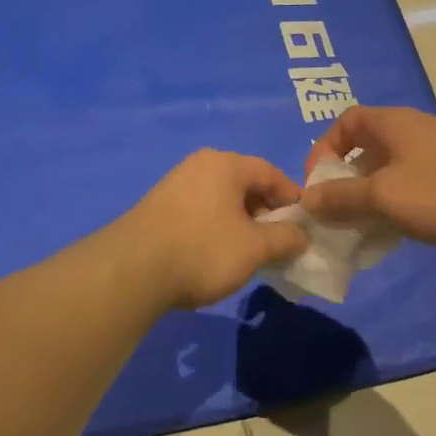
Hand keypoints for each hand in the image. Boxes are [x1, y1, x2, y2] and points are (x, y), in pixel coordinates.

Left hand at [119, 150, 309, 309]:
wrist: (132, 271)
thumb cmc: (203, 250)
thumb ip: (285, 238)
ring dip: (241, 224)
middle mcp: (198, 166)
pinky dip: (217, 229)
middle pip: (245, 185)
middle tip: (277, 243)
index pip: (271, 173)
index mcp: (225, 164)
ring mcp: (174, 186)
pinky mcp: (157, 209)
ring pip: (221, 201)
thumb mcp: (255, 248)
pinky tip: (216, 256)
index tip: (304, 225)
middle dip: (266, 213)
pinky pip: (200, 212)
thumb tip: (302, 235)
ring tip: (249, 253)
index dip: (292, 198)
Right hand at [301, 106, 435, 249]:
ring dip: (366, 203)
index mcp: (389, 125)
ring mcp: (430, 159)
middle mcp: (407, 135)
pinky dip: (390, 211)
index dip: (322, 151)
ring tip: (357, 233)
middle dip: (342, 185)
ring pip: (383, 177)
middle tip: (334, 217)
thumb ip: (340, 198)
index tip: (317, 187)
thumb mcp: (383, 196)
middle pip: (361, 153)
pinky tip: (389, 238)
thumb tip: (307, 201)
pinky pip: (405, 192)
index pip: (343, 124)